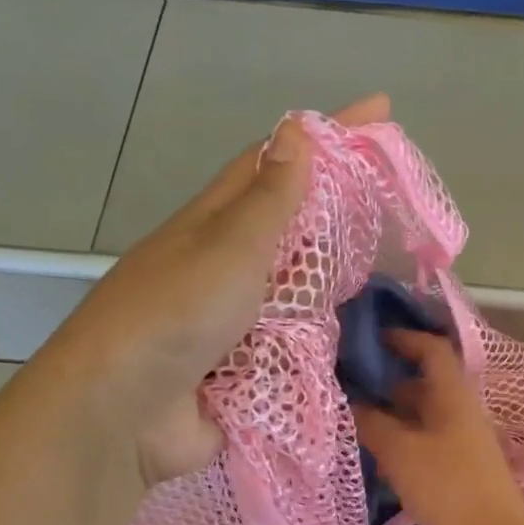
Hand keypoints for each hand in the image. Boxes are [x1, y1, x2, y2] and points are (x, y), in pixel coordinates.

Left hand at [64, 94, 390, 485]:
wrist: (126, 412)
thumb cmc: (176, 314)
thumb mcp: (228, 247)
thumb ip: (269, 199)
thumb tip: (296, 129)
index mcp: (214, 225)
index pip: (275, 163)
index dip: (325, 135)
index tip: (378, 111)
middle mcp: (225, 267)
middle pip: (290, 228)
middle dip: (339, 212)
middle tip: (397, 202)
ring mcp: (236, 321)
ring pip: (296, 289)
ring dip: (334, 280)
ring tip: (391, 268)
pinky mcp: (246, 370)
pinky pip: (295, 345)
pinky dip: (323, 337)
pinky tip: (359, 333)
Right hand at [351, 329, 523, 524]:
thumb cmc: (447, 485)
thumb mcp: (400, 451)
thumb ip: (371, 423)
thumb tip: (349, 402)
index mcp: (452, 395)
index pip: (432, 350)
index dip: (404, 338)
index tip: (372, 339)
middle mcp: (461, 411)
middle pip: (425, 385)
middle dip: (389, 382)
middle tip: (351, 385)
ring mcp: (464, 441)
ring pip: (424, 417)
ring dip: (393, 415)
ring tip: (356, 422)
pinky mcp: (461, 469)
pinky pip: (427, 443)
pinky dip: (403, 442)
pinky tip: (379, 458)